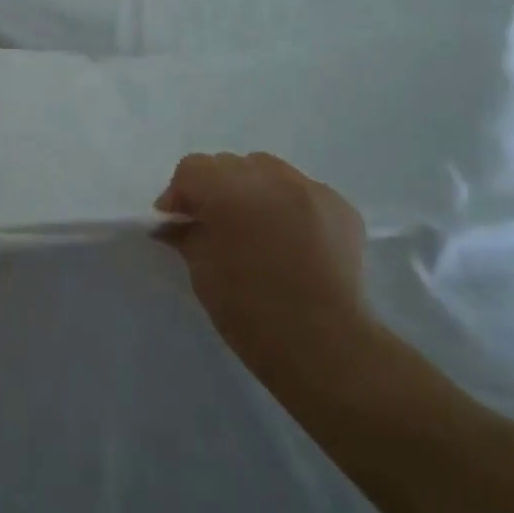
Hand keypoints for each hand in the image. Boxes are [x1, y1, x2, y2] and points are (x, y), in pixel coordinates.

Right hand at [156, 152, 376, 402]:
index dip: (180, 194)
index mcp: (229, 191)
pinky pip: (302, 192)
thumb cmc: (252, 314)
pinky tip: (291, 240)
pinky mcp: (341, 207)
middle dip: (216, 189)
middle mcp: (270, 177)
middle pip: (231, 165)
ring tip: (256, 228)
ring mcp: (310, 189)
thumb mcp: (203, 274)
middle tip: (215, 226)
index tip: (177, 223)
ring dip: (253, 191)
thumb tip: (172, 224)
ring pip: (268, 171)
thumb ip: (186, 236)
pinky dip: (289, 206)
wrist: (326, 347)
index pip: (192, 169)